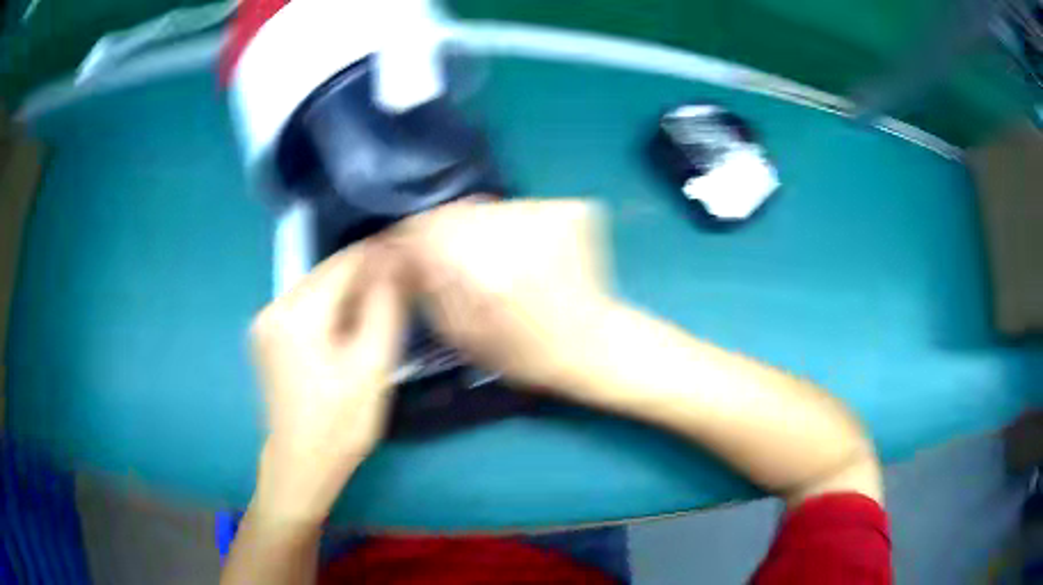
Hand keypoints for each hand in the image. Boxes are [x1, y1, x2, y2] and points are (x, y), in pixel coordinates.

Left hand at [249, 241, 406, 523]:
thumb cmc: (341, 421)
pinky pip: (304, 306)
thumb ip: (384, 306)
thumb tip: (396, 260)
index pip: (345, 263)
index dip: (380, 257)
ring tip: (379, 309)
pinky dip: (330, 308)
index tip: (410, 261)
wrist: (301, 462)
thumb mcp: (373, 365)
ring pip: (316, 288)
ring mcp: (265, 321)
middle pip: (327, 272)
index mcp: (297, 312)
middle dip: (364, 275)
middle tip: (400, 289)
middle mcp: (273, 307)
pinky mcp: (266, 335)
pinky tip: (349, 327)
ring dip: (348, 292)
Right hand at [395, 199, 614, 389]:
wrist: (593, 344)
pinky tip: (521, 251)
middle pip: (454, 214)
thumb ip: (427, 290)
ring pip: (487, 208)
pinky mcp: (571, 209)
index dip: (407, 237)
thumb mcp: (462, 335)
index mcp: (484, 273)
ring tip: (491, 258)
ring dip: (477, 226)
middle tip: (447, 256)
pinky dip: (510, 224)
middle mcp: (514, 235)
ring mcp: (547, 216)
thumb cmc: (524, 353)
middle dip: (441, 232)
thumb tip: (401, 255)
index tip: (401, 249)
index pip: (424, 231)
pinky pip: (518, 207)